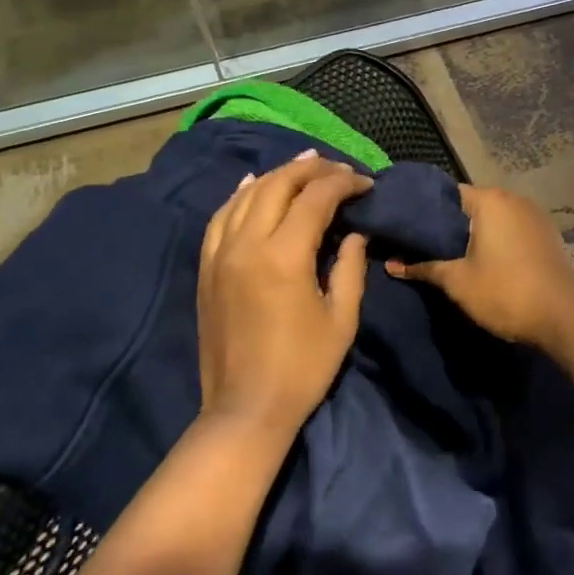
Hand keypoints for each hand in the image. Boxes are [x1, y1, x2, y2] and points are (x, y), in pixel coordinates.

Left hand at [197, 151, 372, 437]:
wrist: (245, 408)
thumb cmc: (303, 367)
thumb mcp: (342, 318)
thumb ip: (350, 267)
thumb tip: (354, 234)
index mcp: (284, 256)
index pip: (316, 198)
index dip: (344, 183)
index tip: (366, 184)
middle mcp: (246, 245)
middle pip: (277, 185)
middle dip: (311, 169)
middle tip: (338, 168)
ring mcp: (220, 255)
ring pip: (246, 195)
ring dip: (277, 175)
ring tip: (304, 165)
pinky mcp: (206, 269)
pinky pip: (220, 217)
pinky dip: (239, 195)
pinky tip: (252, 183)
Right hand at [385, 185, 573, 353]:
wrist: (565, 317)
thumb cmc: (506, 292)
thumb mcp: (458, 282)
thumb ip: (424, 268)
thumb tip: (391, 265)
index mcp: (490, 200)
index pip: (448, 194)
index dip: (425, 210)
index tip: (405, 227)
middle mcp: (514, 199)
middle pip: (472, 205)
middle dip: (448, 224)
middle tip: (420, 245)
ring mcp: (535, 216)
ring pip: (494, 219)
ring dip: (474, 235)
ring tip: (448, 256)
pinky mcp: (547, 236)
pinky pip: (512, 231)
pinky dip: (496, 242)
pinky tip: (483, 262)